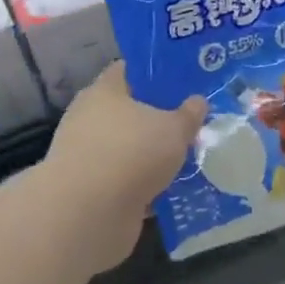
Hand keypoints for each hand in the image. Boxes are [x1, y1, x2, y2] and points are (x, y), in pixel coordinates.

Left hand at [32, 64, 205, 274]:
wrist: (87, 213)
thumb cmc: (132, 153)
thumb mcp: (174, 129)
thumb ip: (189, 115)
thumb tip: (197, 102)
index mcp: (105, 91)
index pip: (129, 70)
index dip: (155, 73)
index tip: (183, 81)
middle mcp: (90, 118)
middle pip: (129, 111)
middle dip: (157, 119)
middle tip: (190, 123)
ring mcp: (87, 155)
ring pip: (127, 148)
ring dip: (151, 155)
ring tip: (186, 158)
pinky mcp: (90, 189)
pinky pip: (124, 179)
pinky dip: (143, 184)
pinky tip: (170, 189)